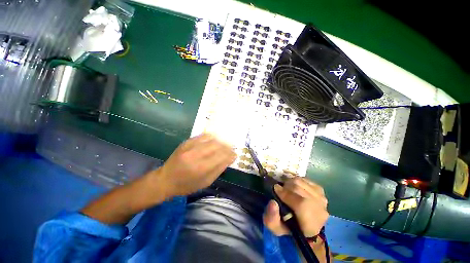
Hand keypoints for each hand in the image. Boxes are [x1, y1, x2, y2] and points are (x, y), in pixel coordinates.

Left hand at [150, 133, 236, 197]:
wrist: (165, 179)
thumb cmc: (187, 184)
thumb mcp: (206, 182)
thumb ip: (220, 169)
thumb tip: (231, 158)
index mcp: (202, 168)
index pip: (222, 156)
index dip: (230, 154)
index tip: (234, 154)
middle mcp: (196, 155)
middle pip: (218, 145)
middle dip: (227, 146)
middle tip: (230, 149)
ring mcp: (190, 147)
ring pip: (212, 139)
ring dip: (220, 141)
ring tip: (224, 144)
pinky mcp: (186, 142)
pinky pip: (203, 136)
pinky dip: (211, 137)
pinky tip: (214, 140)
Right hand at [263, 177, 328, 237]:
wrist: (306, 228)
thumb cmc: (290, 228)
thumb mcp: (277, 229)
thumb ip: (272, 218)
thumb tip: (273, 202)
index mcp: (310, 223)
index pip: (300, 203)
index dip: (285, 194)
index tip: (275, 189)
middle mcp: (320, 209)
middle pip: (299, 188)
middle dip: (286, 186)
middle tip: (280, 190)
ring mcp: (322, 199)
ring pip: (301, 181)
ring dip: (290, 183)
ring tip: (287, 189)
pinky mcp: (320, 191)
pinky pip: (305, 179)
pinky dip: (297, 181)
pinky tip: (295, 187)